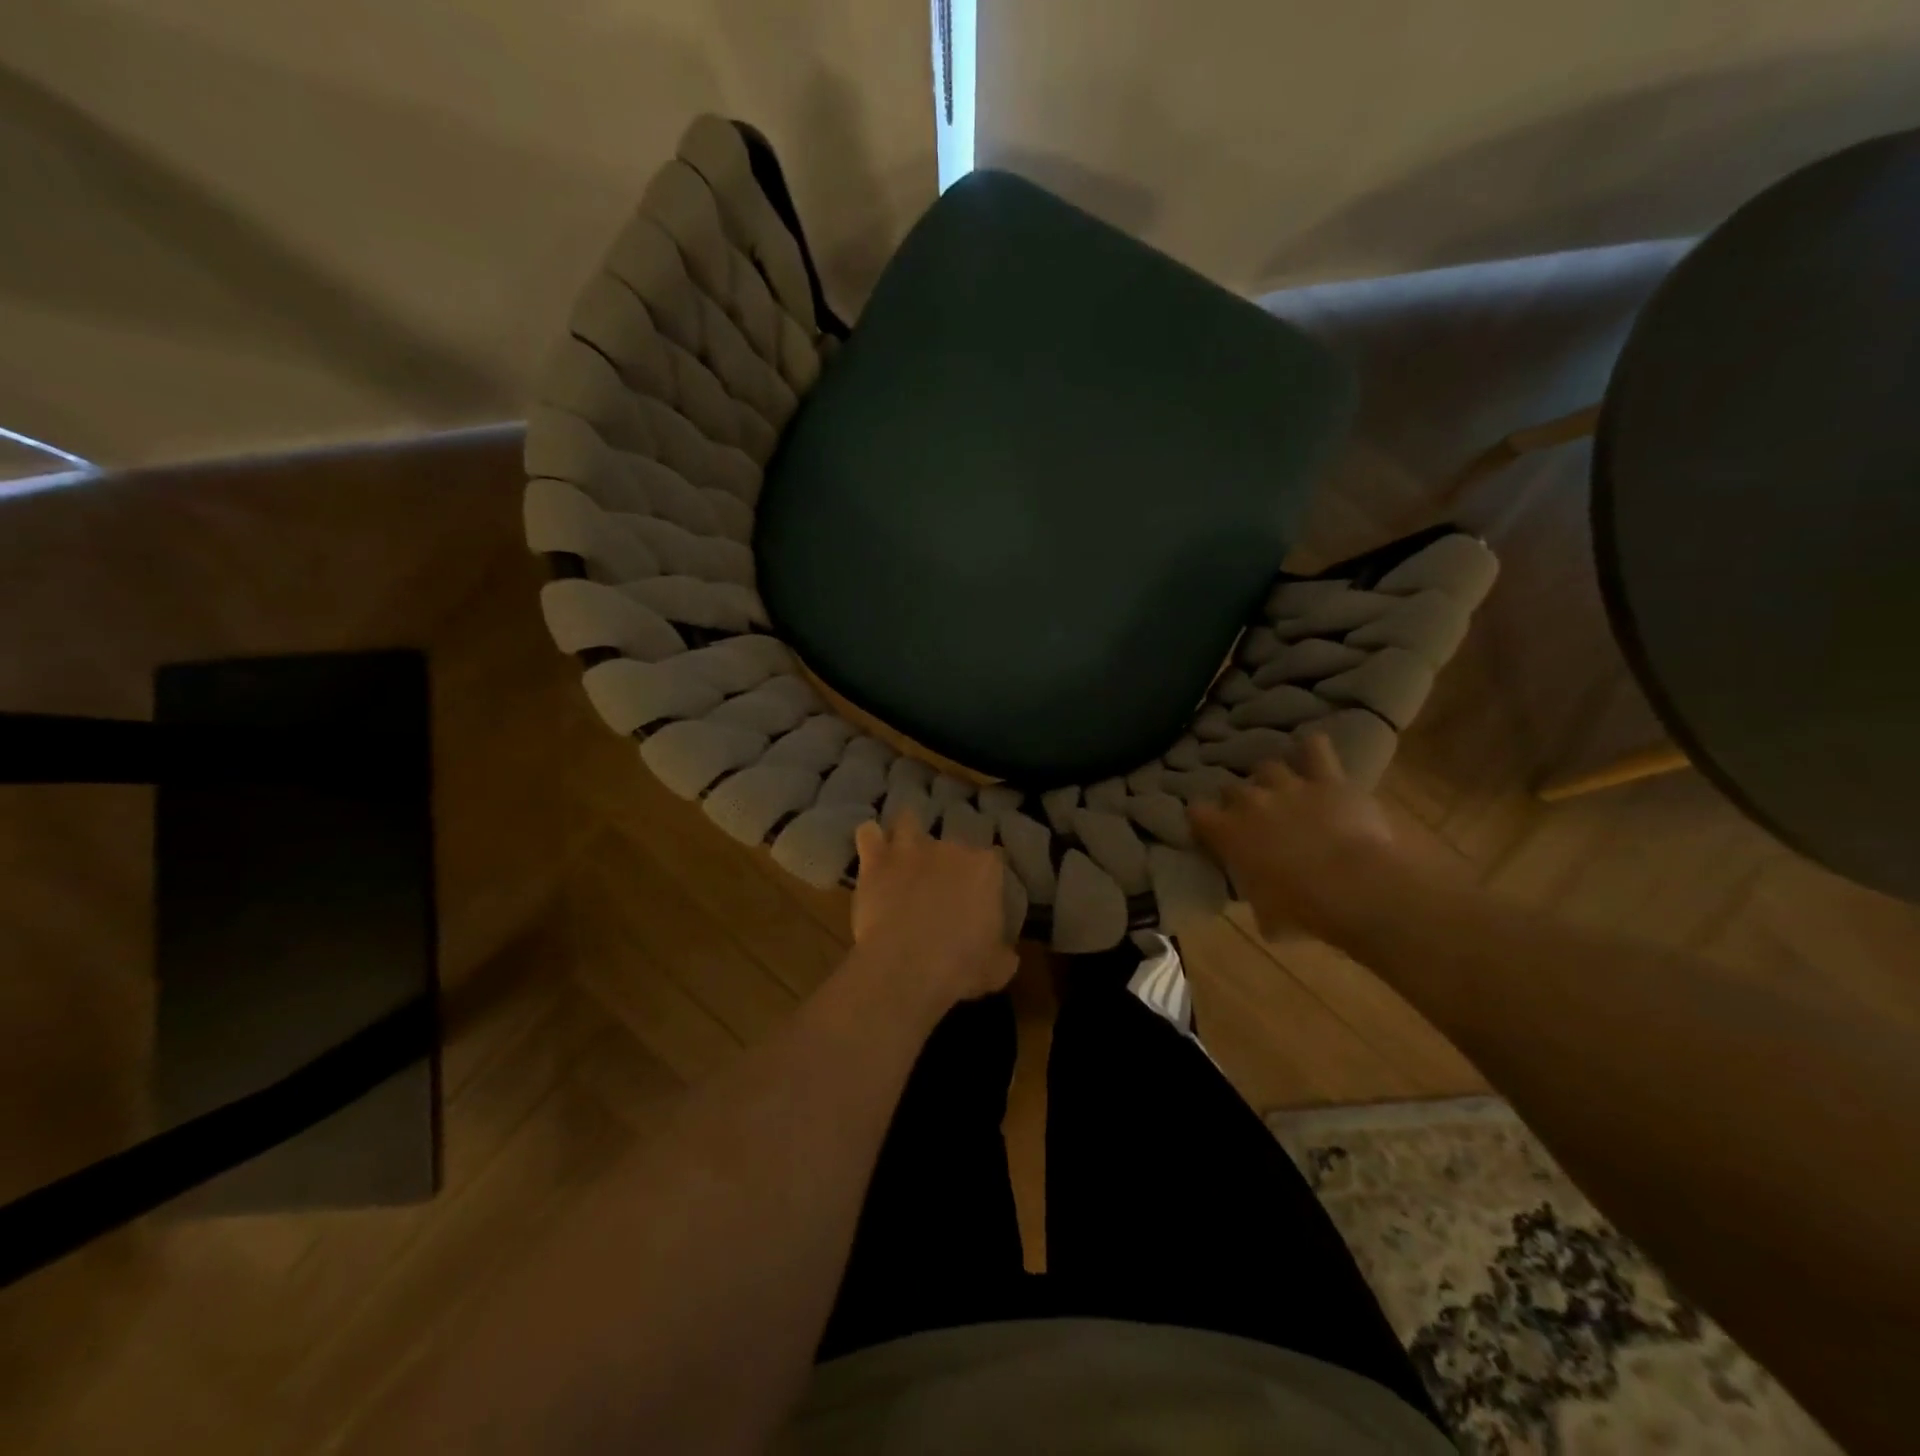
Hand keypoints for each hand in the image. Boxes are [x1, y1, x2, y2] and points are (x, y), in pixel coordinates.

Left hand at [851, 812, 1017, 1006]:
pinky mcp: (876, 860)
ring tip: (902, 850)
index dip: (986, 875)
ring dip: (906, 832)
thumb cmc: (961, 966)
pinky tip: (871, 851)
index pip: (993, 858)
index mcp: (984, 869)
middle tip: (939, 885)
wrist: (908, 964)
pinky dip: (869, 839)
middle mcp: (950, 848)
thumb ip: (1003, 953)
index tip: (980, 895)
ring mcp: (911, 849)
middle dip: (946, 859)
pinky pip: (868, 834)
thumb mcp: (997, 968)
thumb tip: (1007, 954)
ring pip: (908, 821)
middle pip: (952, 841)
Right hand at [1188, 731, 1462, 942]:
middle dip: (1238, 798)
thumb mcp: (1267, 915)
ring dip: (1272, 776)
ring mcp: (1289, 786)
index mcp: (1228, 833)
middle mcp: (1251, 801)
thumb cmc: (1302, 909)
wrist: (1353, 886)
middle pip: (1232, 787)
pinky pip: (1316, 749)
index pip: (1197, 813)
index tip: (1209, 828)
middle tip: (1251, 813)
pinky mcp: (1327, 780)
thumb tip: (1262, 903)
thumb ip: (1257, 898)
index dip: (1202, 819)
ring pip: (1268, 766)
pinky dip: (1313, 748)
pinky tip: (1313, 749)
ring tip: (1281, 787)